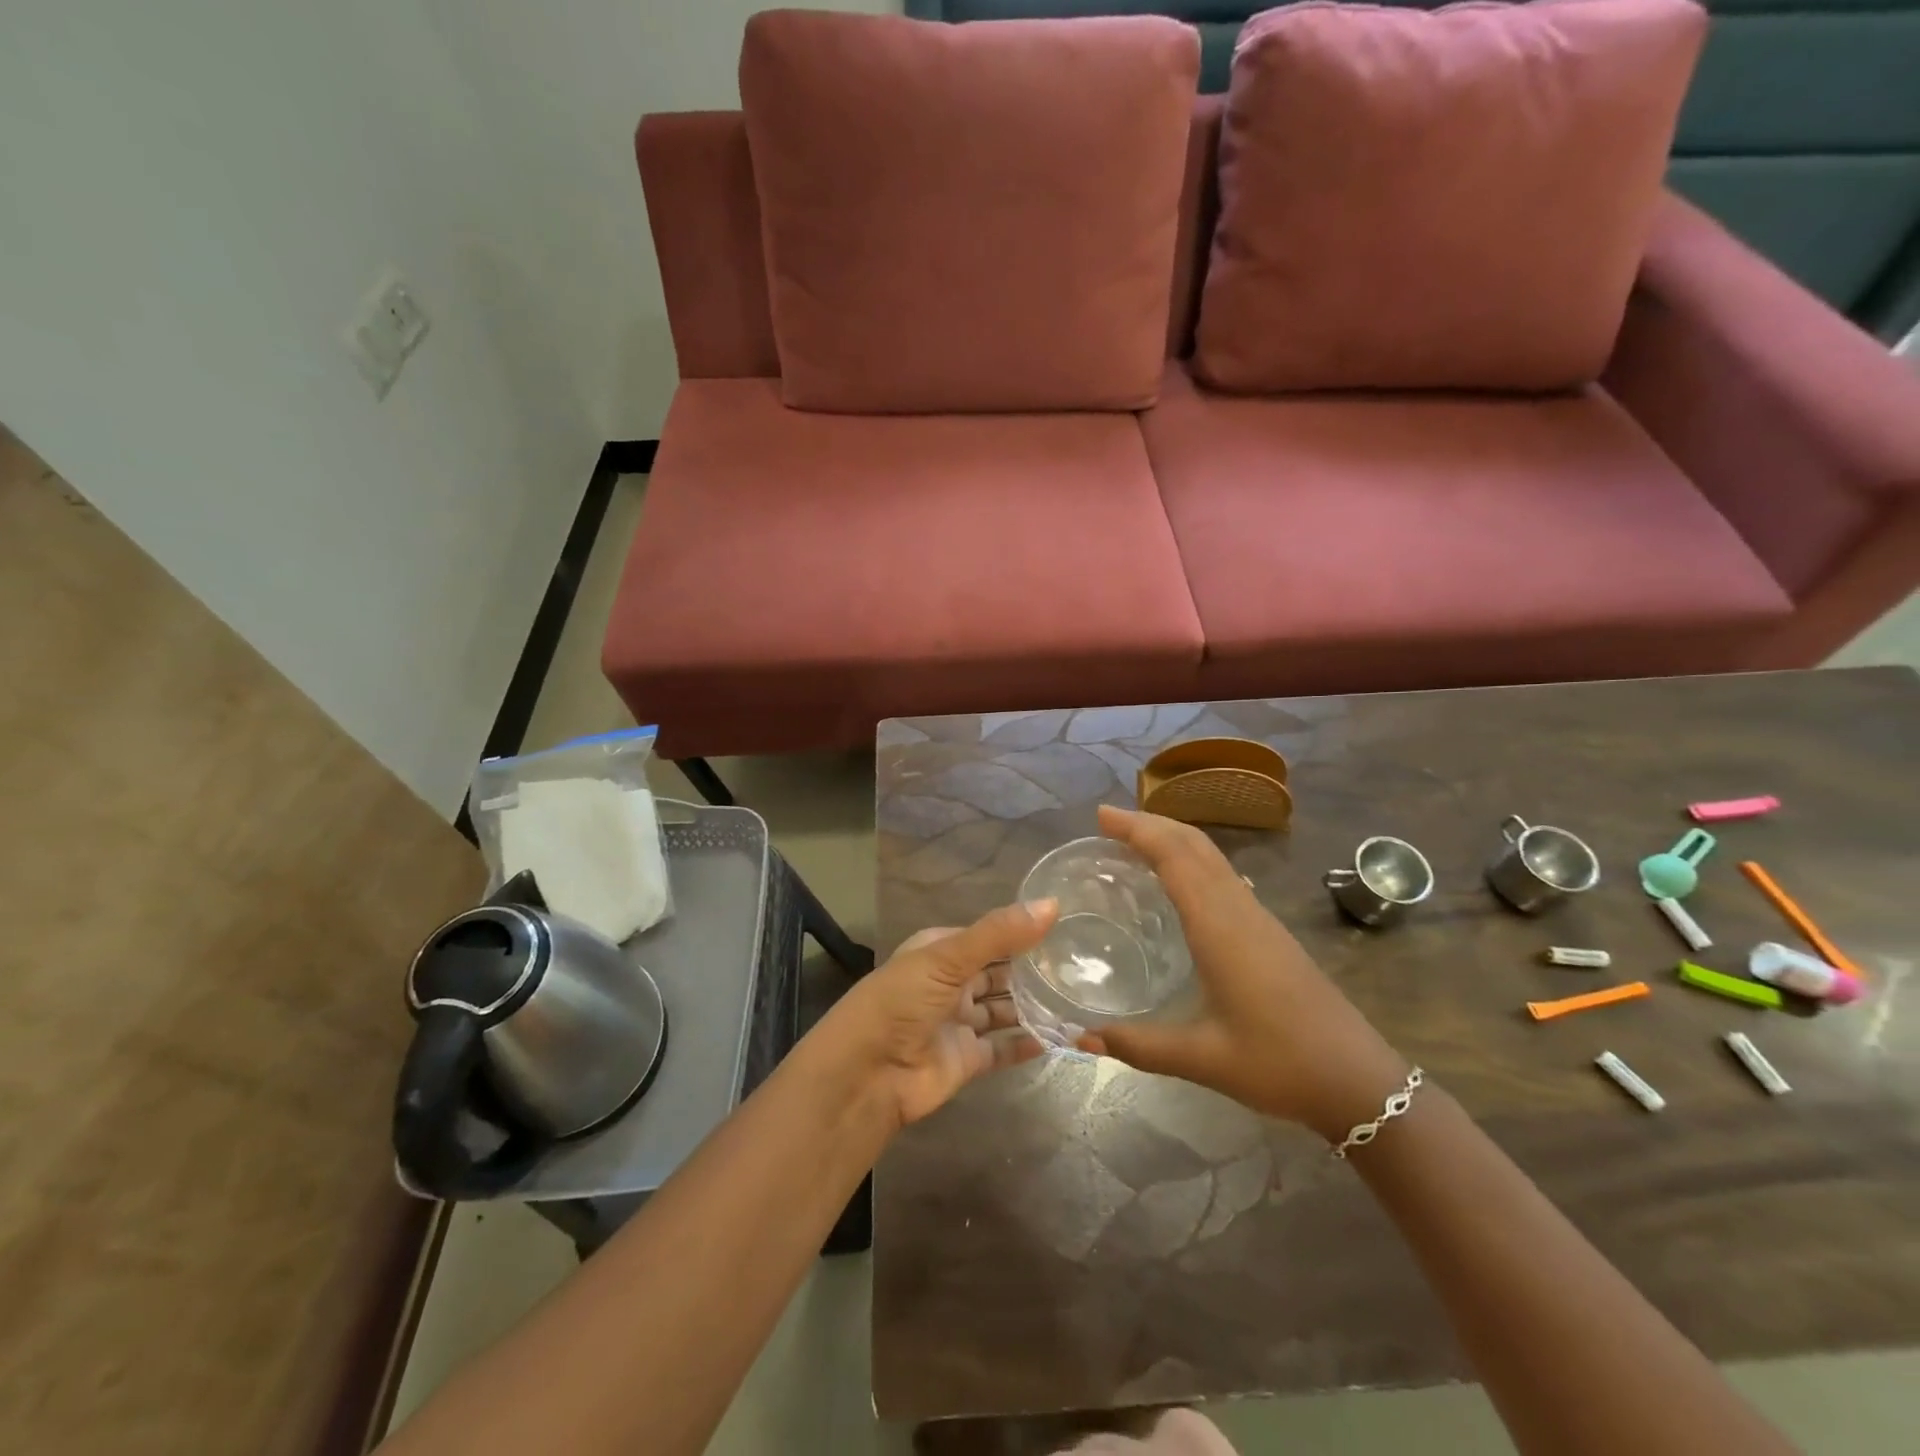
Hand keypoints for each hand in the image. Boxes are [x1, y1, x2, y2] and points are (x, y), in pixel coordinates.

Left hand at [829, 900, 1057, 1129]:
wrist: (867, 1075)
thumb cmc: (901, 1001)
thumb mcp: (948, 957)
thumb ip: (1000, 933)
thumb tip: (1052, 904)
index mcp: (940, 951)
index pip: (988, 937)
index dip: (1022, 933)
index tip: (1066, 929)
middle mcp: (950, 983)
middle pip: (999, 974)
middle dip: (1033, 972)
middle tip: (1082, 968)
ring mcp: (959, 1022)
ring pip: (1004, 1011)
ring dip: (1035, 1007)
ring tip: (1079, 999)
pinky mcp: (967, 1060)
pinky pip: (1004, 1048)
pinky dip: (1029, 1043)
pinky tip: (1063, 1037)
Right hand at [1078, 805, 1409, 1140]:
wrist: (1360, 1081)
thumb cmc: (1280, 1064)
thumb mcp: (1203, 1059)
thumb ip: (1139, 1046)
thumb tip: (1080, 1039)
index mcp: (1219, 927)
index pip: (1174, 857)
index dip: (1138, 829)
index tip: (1101, 816)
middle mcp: (1239, 910)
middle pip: (1195, 844)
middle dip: (1151, 823)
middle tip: (1108, 822)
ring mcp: (1259, 918)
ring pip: (1213, 857)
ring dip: (1174, 838)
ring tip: (1135, 842)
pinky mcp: (1270, 932)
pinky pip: (1224, 876)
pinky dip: (1193, 860)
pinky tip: (1179, 883)